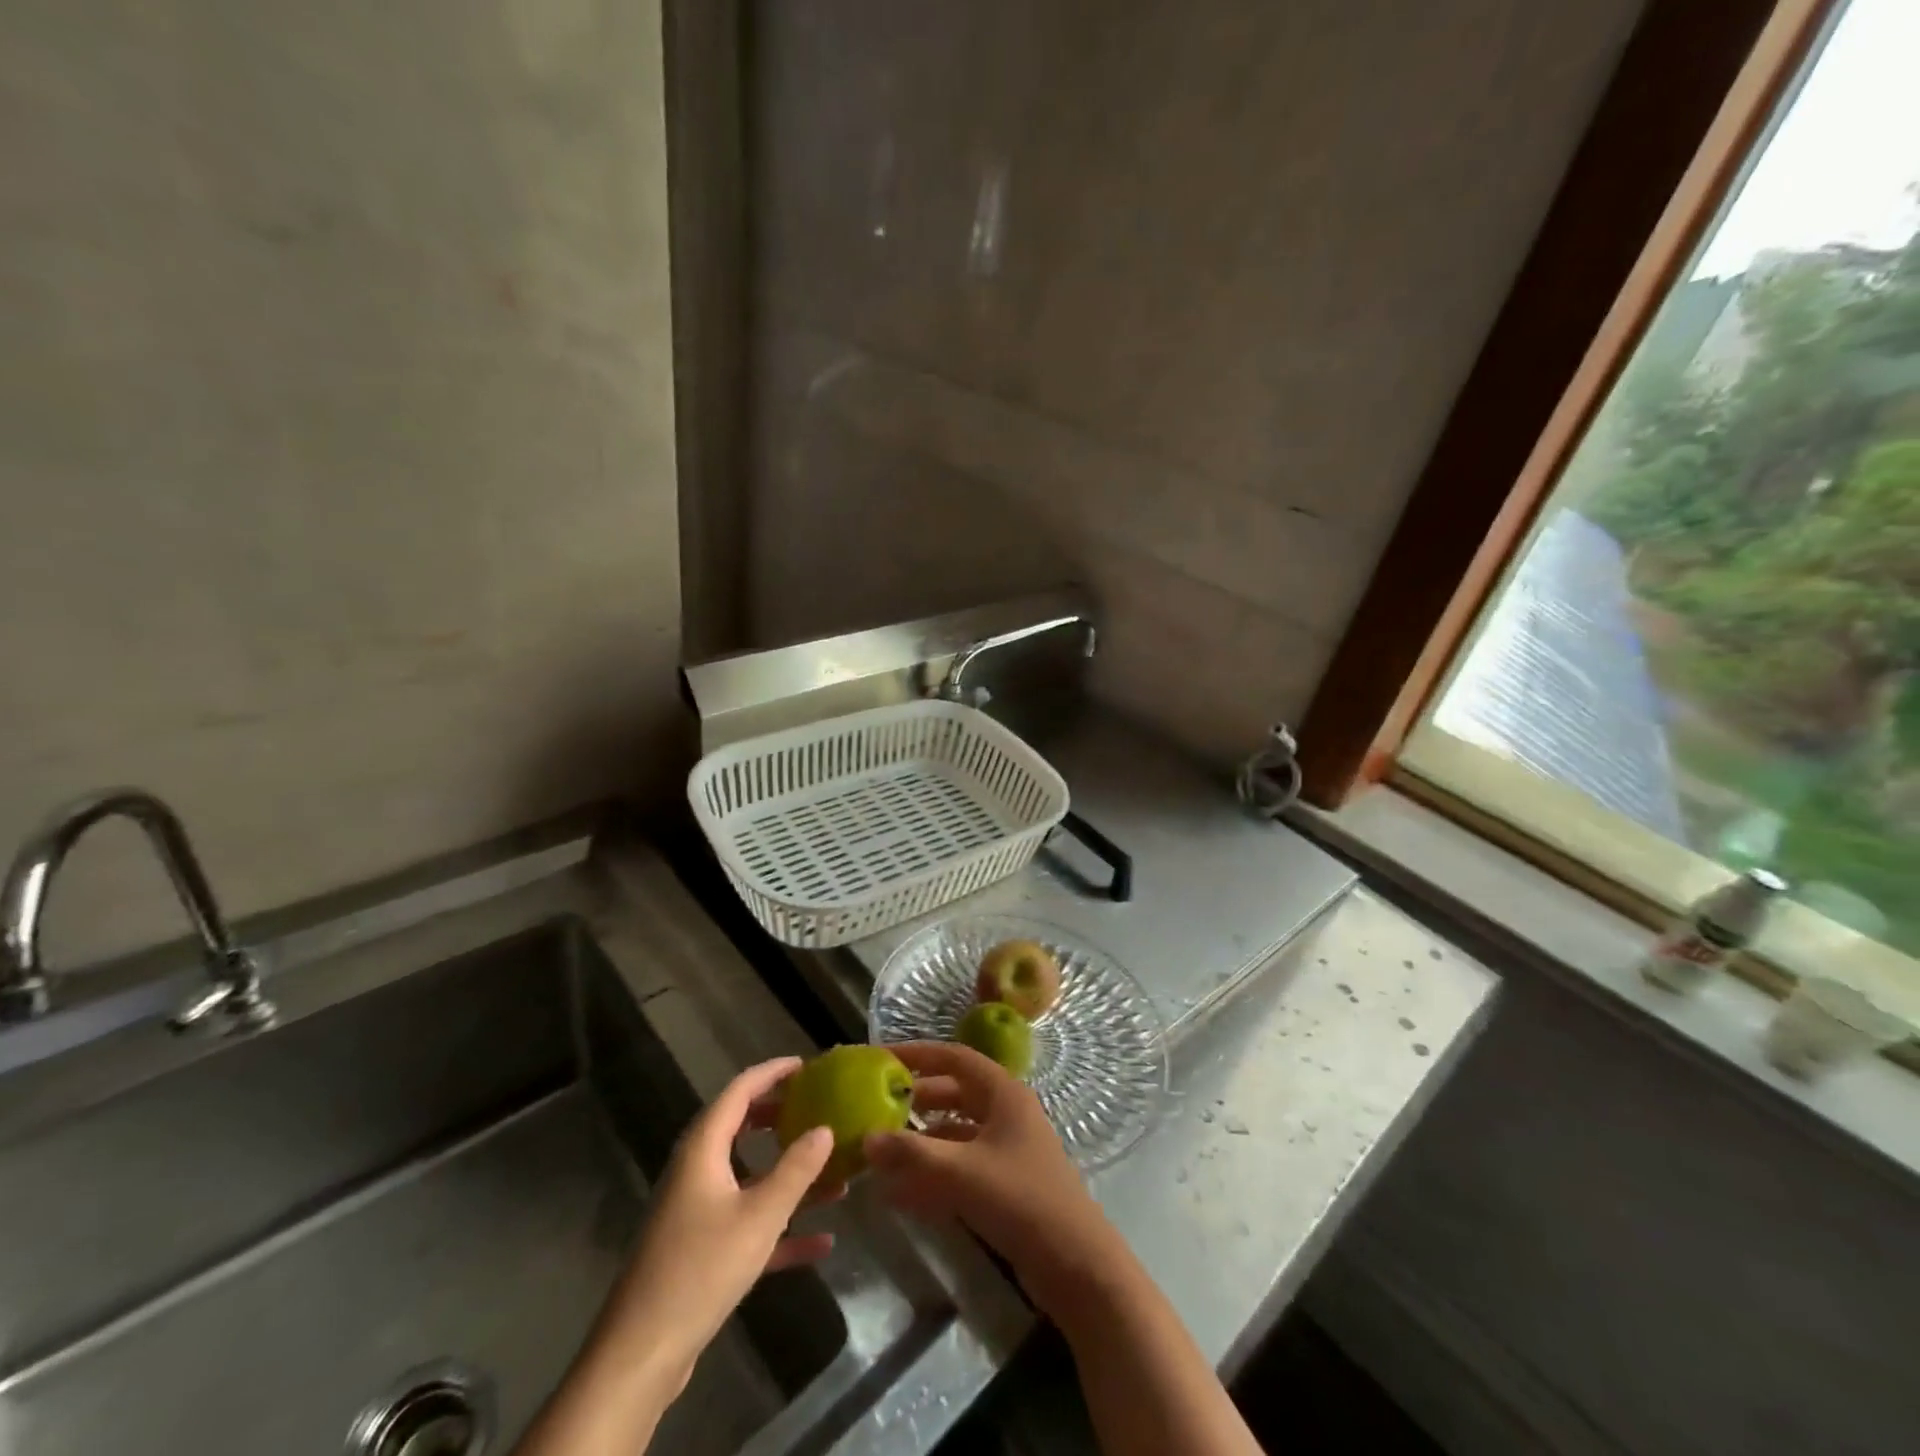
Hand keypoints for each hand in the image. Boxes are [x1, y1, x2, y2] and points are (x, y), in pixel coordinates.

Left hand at [600, 1057, 836, 1387]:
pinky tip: (821, 1242)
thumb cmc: (700, 1269)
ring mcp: (697, 1212)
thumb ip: (796, 1170)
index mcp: (703, 1149)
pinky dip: (780, 1227)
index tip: (806, 1065)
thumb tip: (825, 1128)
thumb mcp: (759, 1217)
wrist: (640, 1356)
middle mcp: (697, 1171)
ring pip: (750, 1179)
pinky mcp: (701, 1251)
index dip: (772, 1073)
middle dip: (780, 1118)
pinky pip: (747, 1223)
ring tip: (834, 1174)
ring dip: (789, 1177)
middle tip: (816, 1109)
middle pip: (741, 1128)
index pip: (739, 1091)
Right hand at [863, 1041, 1125, 1317]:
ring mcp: (1008, 1148)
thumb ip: (912, 1154)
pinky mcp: (1006, 1183)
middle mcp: (1006, 1112)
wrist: (1076, 1264)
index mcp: (1003, 1093)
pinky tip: (901, 1191)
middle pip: (955, 1093)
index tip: (883, 1058)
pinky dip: (934, 1171)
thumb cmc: (1021, 1200)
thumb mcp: (961, 1173)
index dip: (919, 1055)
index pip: (955, 1058)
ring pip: (957, 1132)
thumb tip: (866, 1138)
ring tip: (882, 1151)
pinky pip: (962, 1165)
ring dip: (922, 1140)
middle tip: (877, 1108)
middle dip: (917, 1100)